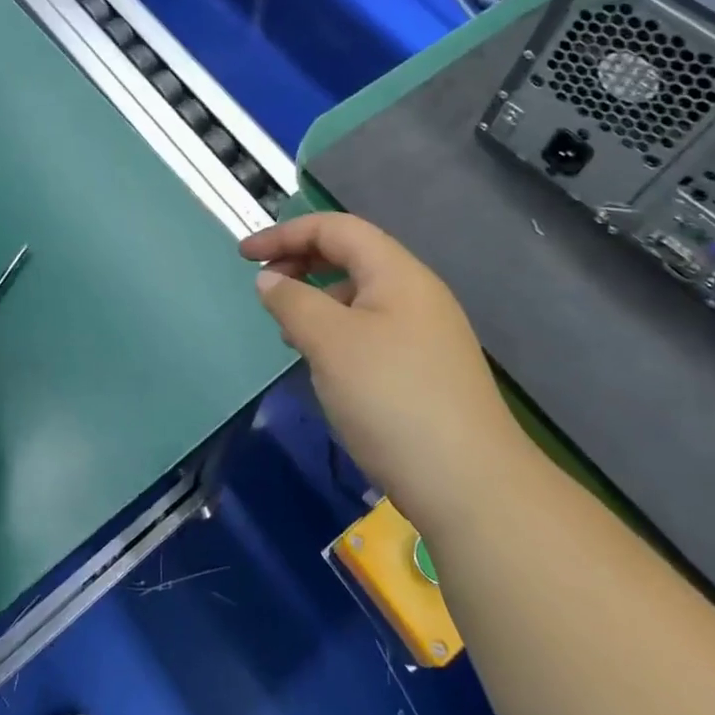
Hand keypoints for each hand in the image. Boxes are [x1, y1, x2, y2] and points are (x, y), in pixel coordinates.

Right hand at [240, 213, 519, 533]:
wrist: (471, 485)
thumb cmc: (392, 398)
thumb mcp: (330, 343)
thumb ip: (293, 302)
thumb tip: (269, 280)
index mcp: (397, 272)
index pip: (335, 228)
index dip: (286, 233)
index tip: (243, 256)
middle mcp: (417, 293)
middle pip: (351, 256)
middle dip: (301, 262)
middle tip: (265, 289)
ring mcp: (427, 333)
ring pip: (361, 297)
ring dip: (318, 301)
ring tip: (289, 332)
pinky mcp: (427, 370)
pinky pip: (372, 331)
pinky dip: (338, 333)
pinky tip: (326, 366)